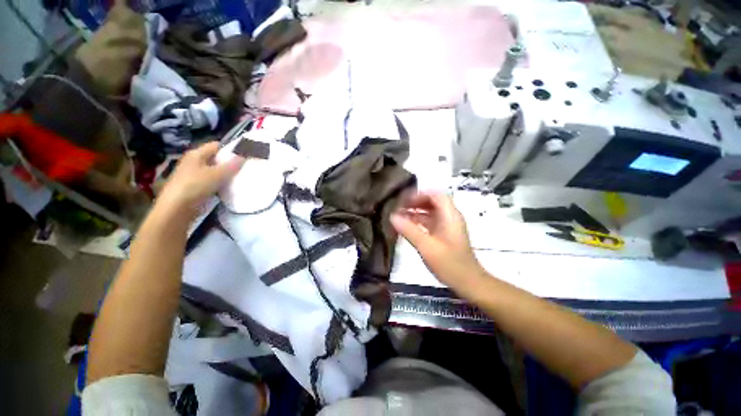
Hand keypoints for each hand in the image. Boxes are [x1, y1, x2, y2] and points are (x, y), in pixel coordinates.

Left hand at [156, 142, 242, 219]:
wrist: (177, 209)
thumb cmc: (195, 186)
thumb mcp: (217, 174)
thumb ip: (232, 165)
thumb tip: (245, 155)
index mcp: (196, 154)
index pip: (216, 145)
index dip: (231, 148)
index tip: (245, 154)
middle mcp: (194, 162)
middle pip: (216, 159)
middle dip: (231, 162)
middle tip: (247, 166)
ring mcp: (195, 175)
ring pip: (216, 171)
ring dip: (227, 174)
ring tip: (243, 177)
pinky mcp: (197, 187)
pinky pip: (214, 182)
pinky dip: (223, 183)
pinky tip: (232, 188)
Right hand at [391, 192, 483, 288]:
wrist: (468, 283)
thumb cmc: (449, 264)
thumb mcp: (427, 246)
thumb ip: (409, 230)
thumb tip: (392, 216)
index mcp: (450, 215)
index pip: (436, 194)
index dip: (420, 194)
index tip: (404, 199)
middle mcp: (450, 217)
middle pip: (432, 201)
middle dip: (415, 202)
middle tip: (398, 206)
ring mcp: (447, 226)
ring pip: (430, 212)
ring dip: (415, 211)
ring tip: (399, 215)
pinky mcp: (444, 235)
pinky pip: (430, 222)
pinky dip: (418, 221)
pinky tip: (406, 226)